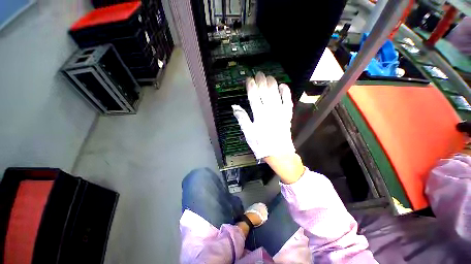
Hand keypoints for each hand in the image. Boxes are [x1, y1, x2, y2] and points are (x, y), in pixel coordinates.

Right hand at [232, 72, 304, 183]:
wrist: (279, 154)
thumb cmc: (261, 145)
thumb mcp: (248, 134)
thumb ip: (242, 119)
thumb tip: (235, 107)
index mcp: (259, 115)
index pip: (253, 97)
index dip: (251, 87)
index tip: (249, 79)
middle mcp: (270, 111)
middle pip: (265, 92)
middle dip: (261, 82)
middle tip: (259, 73)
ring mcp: (280, 112)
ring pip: (276, 94)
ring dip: (272, 84)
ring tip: (269, 76)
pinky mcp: (287, 115)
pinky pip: (288, 101)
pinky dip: (286, 93)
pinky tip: (283, 85)